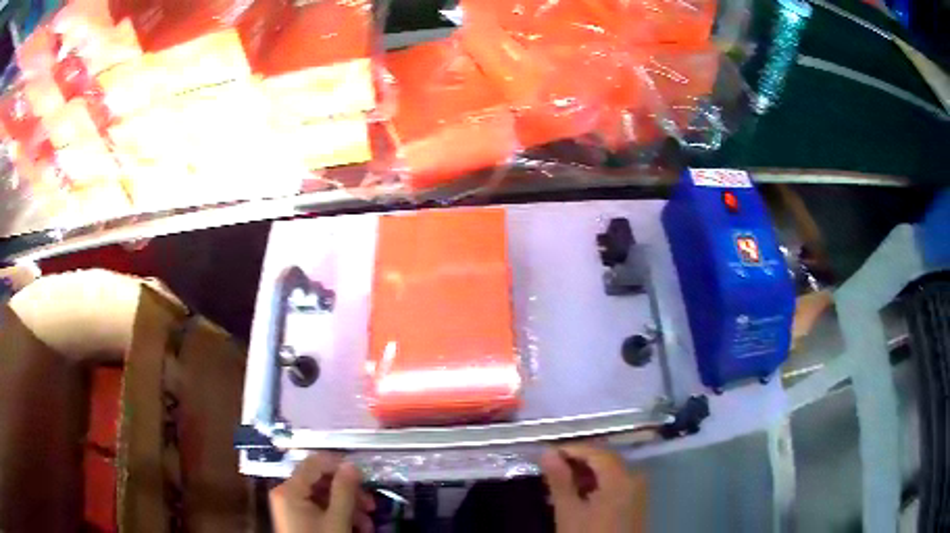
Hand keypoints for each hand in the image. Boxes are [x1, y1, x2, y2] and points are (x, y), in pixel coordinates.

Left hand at [269, 452, 375, 532]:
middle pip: (320, 481)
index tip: (364, 475)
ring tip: (367, 523)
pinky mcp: (296, 518)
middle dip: (348, 492)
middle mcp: (286, 493)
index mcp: (289, 489)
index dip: (339, 464)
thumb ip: (344, 491)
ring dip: (348, 507)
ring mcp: (290, 506)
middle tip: (371, 504)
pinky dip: (338, 515)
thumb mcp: (337, 520)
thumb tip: (352, 465)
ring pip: (323, 497)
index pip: (314, 463)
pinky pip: (318, 509)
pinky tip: (357, 528)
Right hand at [540, 444, 646, 532]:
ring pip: (610, 472)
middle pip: (605, 460)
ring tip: (561, 483)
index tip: (547, 454)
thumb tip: (548, 453)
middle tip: (551, 469)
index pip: (596, 452)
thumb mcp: (568, 512)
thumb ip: (559, 481)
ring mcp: (638, 490)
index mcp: (621, 478)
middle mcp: (634, 478)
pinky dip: (597, 484)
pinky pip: (616, 483)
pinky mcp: (636, 501)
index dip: (572, 449)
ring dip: (586, 474)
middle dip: (578, 461)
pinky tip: (580, 495)